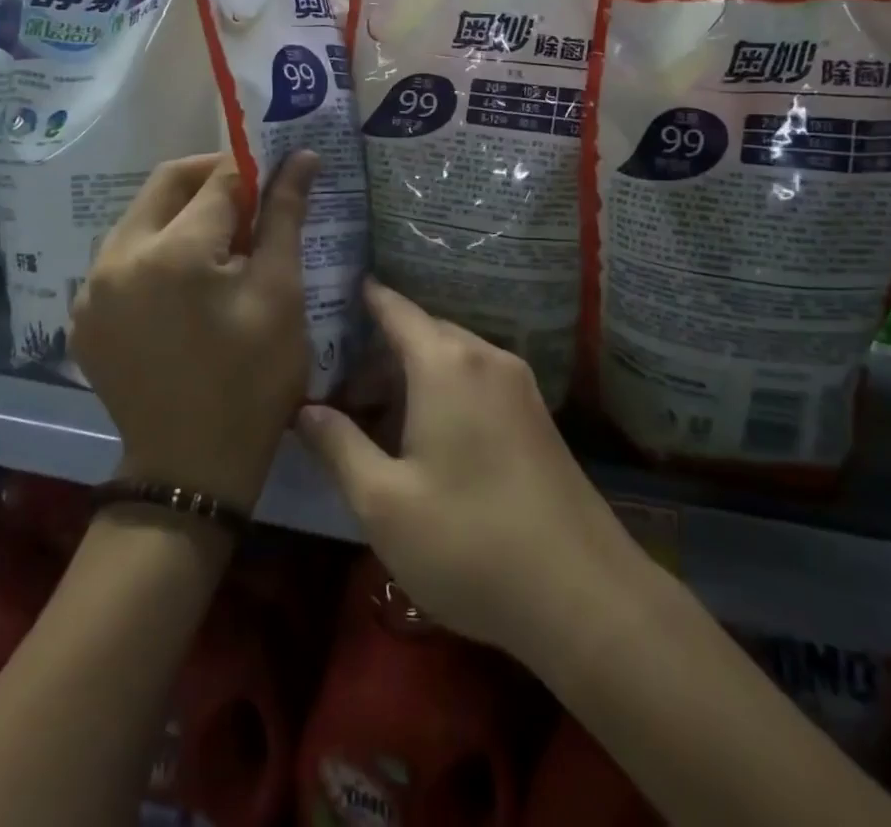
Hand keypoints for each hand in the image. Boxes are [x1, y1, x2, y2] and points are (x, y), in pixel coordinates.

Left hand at [70, 151, 318, 512]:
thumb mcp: (280, 295)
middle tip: (250, 200)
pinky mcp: (81, 314)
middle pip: (167, 185)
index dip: (253, 168)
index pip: (217, 179)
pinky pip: (120, 257)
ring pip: (140, 218)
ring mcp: (90, 288)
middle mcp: (118, 257)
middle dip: (211, 180)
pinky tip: (182, 282)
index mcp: (173, 252)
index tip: (277, 173)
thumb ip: (285, 216)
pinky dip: (154, 250)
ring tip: (220, 245)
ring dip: (181, 214)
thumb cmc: (252, 382)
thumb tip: (302, 157)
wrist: (191, 471)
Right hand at [296, 281, 641, 659]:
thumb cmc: (469, 542)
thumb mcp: (383, 503)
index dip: (365, 299)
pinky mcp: (538, 417)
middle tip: (340, 390)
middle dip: (380, 354)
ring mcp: (519, 386)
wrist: (584, 596)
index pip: (396, 309)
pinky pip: (478, 382)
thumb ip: (338, 447)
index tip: (335, 293)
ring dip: (412, 377)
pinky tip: (427, 440)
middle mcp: (486, 358)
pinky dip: (444, 392)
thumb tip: (305, 411)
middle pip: (423, 334)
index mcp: (446, 364)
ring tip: (377, 422)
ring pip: (452, 360)